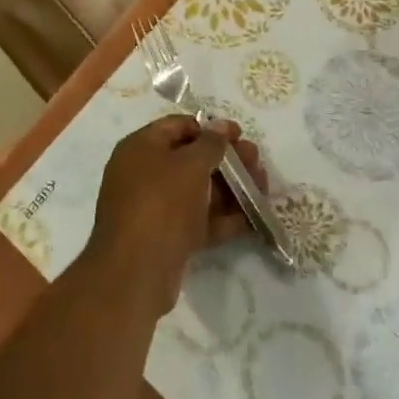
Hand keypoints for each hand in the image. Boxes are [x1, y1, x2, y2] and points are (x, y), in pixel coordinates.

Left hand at [84, 116, 268, 315]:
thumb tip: (222, 125)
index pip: (178, 126)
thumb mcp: (190, 165)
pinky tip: (254, 219)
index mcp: (141, 148)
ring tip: (263, 190)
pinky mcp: (168, 238)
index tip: (240, 135)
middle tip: (257, 163)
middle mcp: (144, 174)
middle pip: (192, 159)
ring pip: (199, 191)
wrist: (136, 272)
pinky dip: (224, 218)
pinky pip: (199, 220)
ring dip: (232, 189)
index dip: (210, 128)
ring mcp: (156, 209)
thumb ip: (212, 143)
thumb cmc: (162, 203)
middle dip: (228, 161)